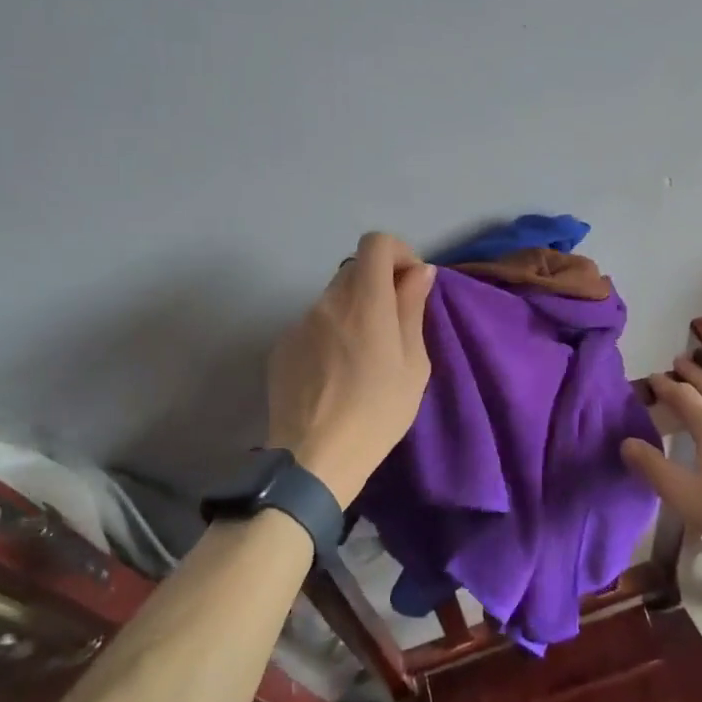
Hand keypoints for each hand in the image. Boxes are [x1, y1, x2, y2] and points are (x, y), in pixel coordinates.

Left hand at [267, 233, 435, 507]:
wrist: (314, 458)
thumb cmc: (377, 413)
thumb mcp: (413, 364)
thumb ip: (412, 309)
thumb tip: (419, 272)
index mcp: (364, 302)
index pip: (376, 243)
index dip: (398, 253)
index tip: (410, 284)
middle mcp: (327, 302)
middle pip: (355, 269)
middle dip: (379, 284)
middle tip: (395, 325)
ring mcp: (299, 323)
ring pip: (334, 299)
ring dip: (355, 311)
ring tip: (364, 358)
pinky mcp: (282, 346)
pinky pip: (314, 324)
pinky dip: (331, 334)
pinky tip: (336, 374)